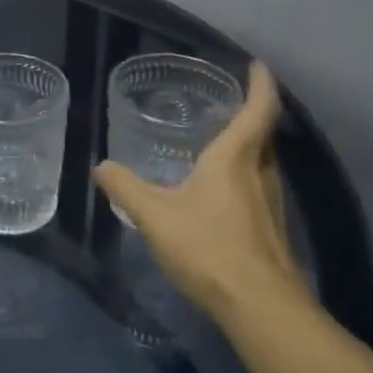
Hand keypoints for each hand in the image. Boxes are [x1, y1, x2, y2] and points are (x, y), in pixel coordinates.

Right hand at [94, 62, 309, 322]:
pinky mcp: (271, 230)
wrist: (261, 307)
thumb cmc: (209, 248)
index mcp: (235, 160)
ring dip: (249, 147)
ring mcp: (271, 204)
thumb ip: (125, 188)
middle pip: (264, 135)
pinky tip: (220, 194)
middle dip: (252, 114)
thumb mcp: (155, 216)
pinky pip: (259, 188)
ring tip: (220, 142)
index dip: (261, 84)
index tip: (258, 64)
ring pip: (264, 163)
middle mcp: (260, 174)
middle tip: (228, 102)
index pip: (258, 110)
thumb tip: (100, 166)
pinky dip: (244, 176)